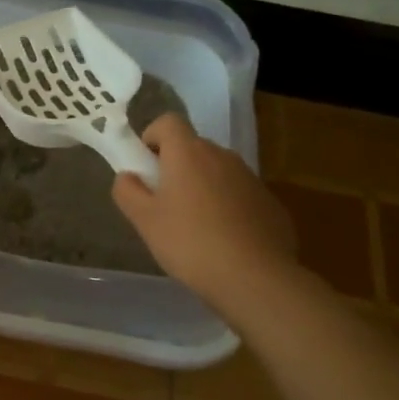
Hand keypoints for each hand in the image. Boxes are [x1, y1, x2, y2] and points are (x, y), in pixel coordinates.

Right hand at [112, 113, 297, 307]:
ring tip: (195, 227)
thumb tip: (128, 176)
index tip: (146, 166)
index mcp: (189, 153)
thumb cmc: (190, 243)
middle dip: (176, 166)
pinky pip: (240, 195)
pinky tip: (224, 241)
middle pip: (193, 147)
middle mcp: (222, 156)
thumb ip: (127, 191)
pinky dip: (228, 207)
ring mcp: (251, 179)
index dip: (153, 137)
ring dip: (203, 187)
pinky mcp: (270, 203)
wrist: (256, 279)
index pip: (168, 121)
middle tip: (164, 203)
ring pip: (217, 172)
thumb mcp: (145, 221)